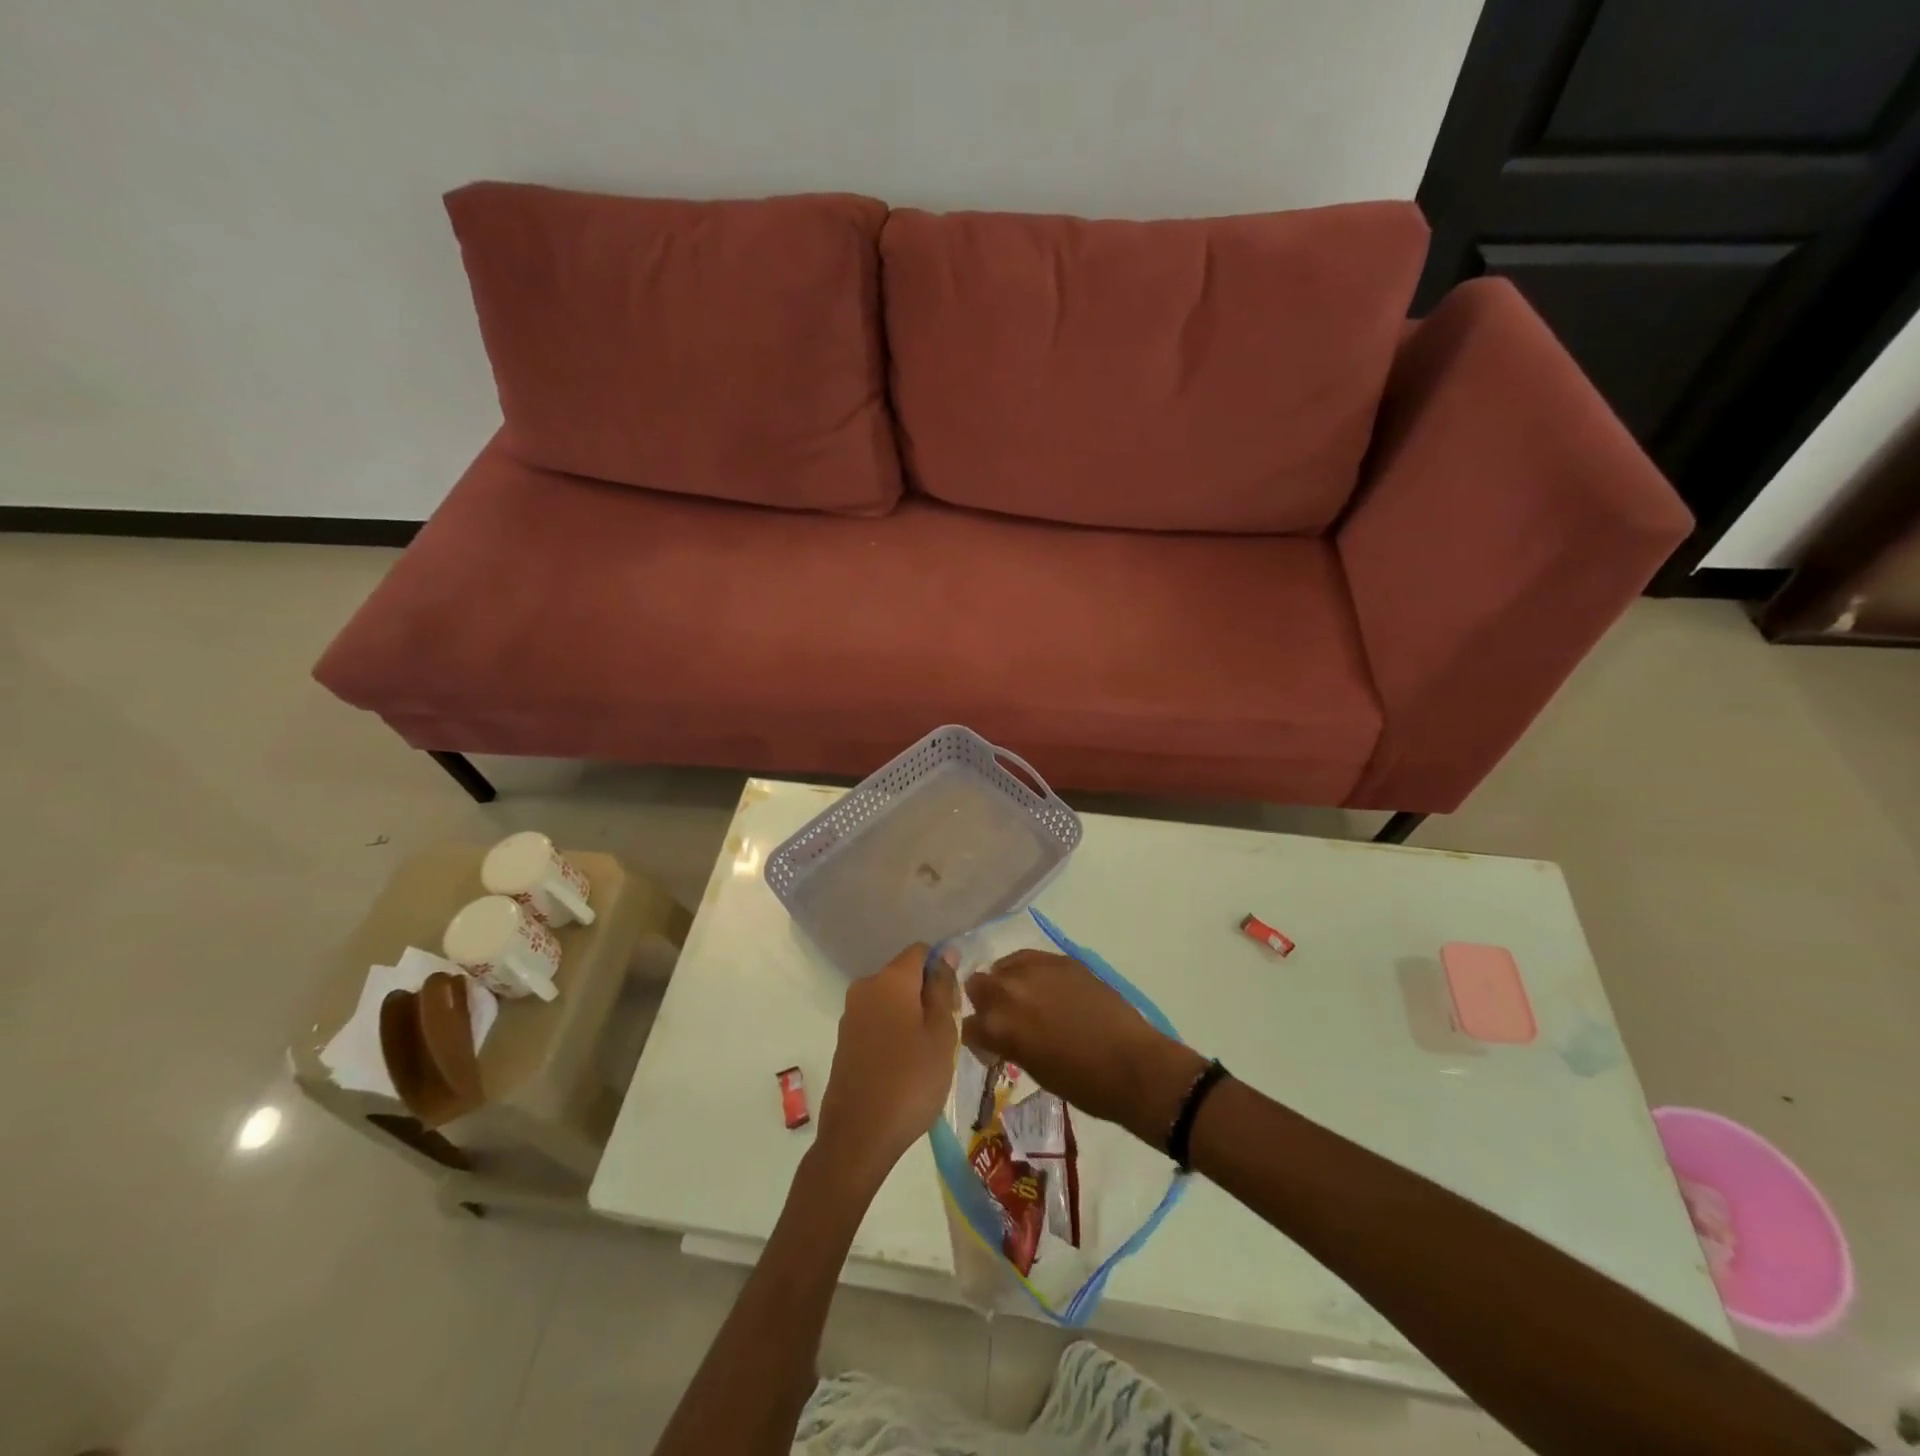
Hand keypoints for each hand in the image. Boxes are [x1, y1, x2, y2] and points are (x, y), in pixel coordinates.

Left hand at [814, 943, 958, 1188]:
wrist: (858, 1136)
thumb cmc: (911, 1081)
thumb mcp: (942, 1033)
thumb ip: (943, 988)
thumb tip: (946, 954)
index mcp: (890, 979)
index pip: (921, 952)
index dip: (942, 968)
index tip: (955, 1002)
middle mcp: (865, 987)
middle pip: (905, 975)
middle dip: (927, 995)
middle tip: (946, 1034)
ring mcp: (850, 1014)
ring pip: (891, 1000)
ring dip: (911, 1016)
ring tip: (928, 1055)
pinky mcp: (844, 1040)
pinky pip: (877, 1021)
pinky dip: (894, 1033)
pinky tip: (905, 1067)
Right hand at [962, 951, 1204, 1142]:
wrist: (1131, 1064)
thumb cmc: (1081, 1083)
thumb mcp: (1033, 1069)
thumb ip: (1009, 1043)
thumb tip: (1003, 1035)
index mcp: (998, 1026)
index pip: (968, 1026)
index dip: (978, 1039)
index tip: (992, 1049)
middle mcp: (1009, 990)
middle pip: (977, 985)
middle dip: (985, 1003)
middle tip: (1006, 1021)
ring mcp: (1035, 969)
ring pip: (1002, 966)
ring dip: (1007, 983)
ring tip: (1027, 1001)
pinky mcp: (1060, 959)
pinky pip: (1030, 959)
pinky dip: (1030, 972)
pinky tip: (1046, 989)